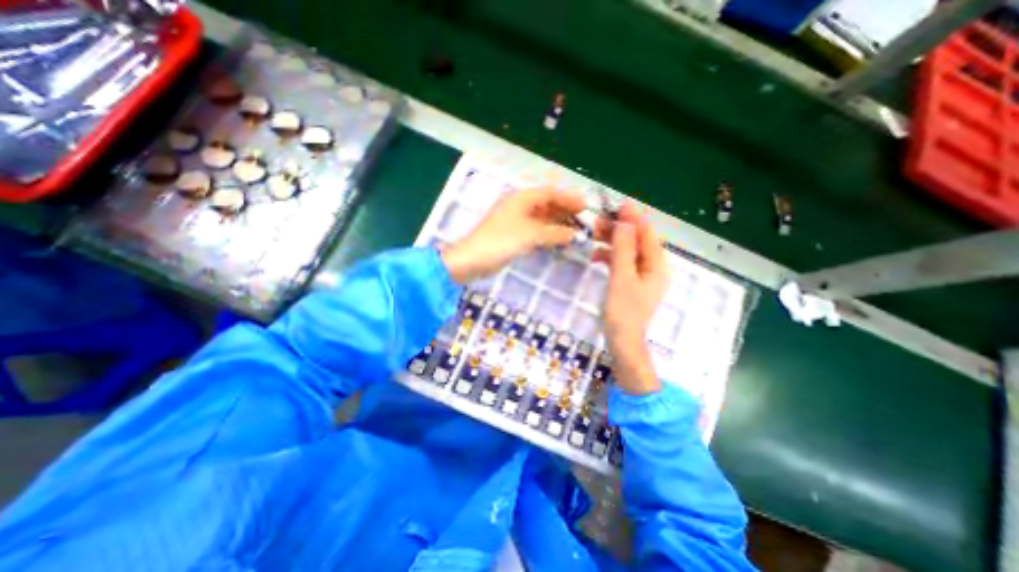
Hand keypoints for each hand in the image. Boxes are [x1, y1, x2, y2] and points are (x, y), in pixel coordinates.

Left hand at [443, 187, 583, 283]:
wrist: (473, 259)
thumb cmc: (502, 241)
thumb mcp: (531, 235)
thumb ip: (554, 233)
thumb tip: (574, 234)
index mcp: (522, 198)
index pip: (550, 193)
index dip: (568, 198)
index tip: (585, 206)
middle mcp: (519, 206)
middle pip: (546, 204)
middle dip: (564, 211)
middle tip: (583, 221)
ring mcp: (515, 221)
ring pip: (541, 218)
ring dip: (557, 223)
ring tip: (574, 231)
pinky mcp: (512, 234)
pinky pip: (535, 230)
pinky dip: (547, 233)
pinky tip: (557, 239)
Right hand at [598, 203, 668, 395]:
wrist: (622, 340)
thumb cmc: (623, 310)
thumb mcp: (622, 276)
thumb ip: (623, 247)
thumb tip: (624, 221)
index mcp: (657, 265)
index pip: (648, 233)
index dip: (635, 218)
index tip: (619, 204)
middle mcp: (653, 267)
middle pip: (637, 240)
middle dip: (619, 229)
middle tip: (597, 222)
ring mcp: (642, 275)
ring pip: (628, 250)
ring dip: (612, 242)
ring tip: (593, 236)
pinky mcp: (630, 282)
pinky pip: (622, 262)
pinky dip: (610, 256)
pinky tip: (596, 257)